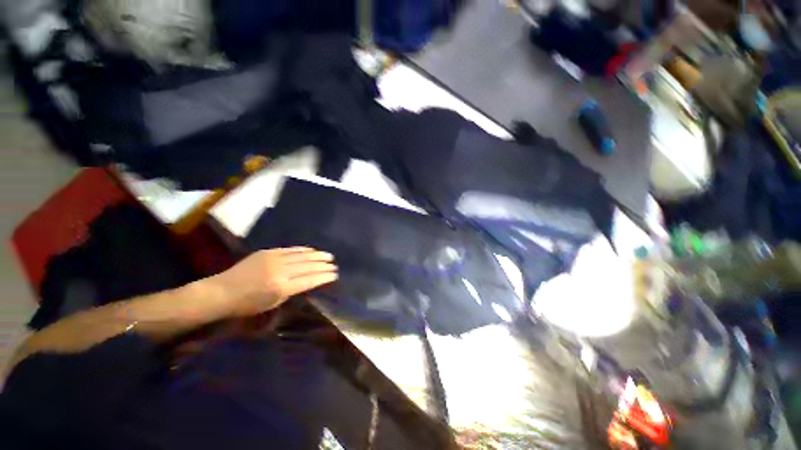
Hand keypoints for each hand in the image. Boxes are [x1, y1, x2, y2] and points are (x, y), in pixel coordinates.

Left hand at [209, 247, 337, 317]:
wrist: (222, 291)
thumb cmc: (247, 304)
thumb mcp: (273, 303)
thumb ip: (292, 291)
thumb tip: (307, 281)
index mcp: (282, 287)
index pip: (310, 280)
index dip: (324, 276)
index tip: (334, 274)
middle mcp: (281, 271)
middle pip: (308, 266)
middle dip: (323, 265)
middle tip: (334, 264)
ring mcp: (274, 259)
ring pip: (302, 256)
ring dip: (317, 255)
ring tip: (328, 256)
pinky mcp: (268, 252)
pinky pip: (290, 250)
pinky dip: (303, 250)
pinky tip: (312, 250)